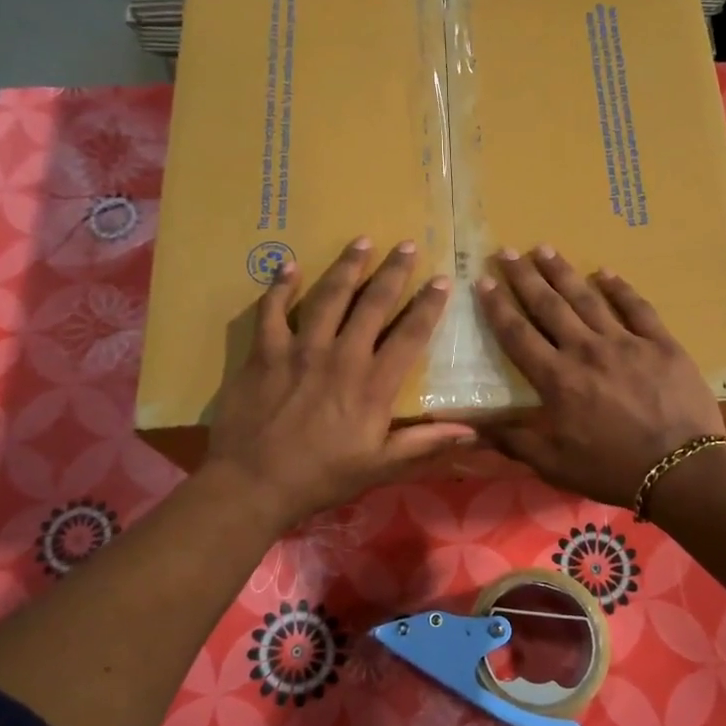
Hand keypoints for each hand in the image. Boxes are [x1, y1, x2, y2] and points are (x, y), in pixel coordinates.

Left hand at [204, 237, 475, 530]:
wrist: (254, 484)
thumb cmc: (321, 477)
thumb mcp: (379, 466)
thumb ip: (424, 443)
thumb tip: (471, 432)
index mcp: (373, 385)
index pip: (410, 334)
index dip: (428, 305)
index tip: (441, 280)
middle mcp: (342, 356)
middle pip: (373, 304)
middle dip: (393, 272)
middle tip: (407, 244)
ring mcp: (301, 349)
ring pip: (329, 297)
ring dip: (347, 267)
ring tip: (362, 241)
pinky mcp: (265, 351)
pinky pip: (272, 310)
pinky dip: (280, 286)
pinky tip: (289, 265)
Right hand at [475, 248, 725, 506]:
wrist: (682, 471)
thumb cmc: (613, 470)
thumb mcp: (556, 466)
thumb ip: (515, 442)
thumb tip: (472, 429)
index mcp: (557, 380)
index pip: (518, 335)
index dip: (497, 307)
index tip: (482, 282)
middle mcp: (585, 351)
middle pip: (548, 306)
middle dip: (524, 277)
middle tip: (506, 251)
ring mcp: (625, 343)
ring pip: (587, 299)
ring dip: (563, 272)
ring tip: (544, 248)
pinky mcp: (660, 343)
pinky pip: (636, 307)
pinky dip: (619, 288)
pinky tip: (604, 272)